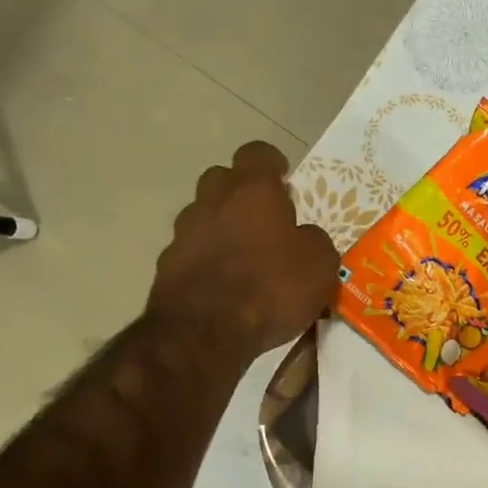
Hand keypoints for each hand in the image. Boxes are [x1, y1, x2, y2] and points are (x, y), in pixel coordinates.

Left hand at [147, 142, 338, 359]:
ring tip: (246, 259)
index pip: (258, 154)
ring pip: (204, 218)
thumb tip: (303, 237)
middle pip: (222, 180)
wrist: (204, 332)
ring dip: (223, 229)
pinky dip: (209, 263)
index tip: (284, 178)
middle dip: (241, 193)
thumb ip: (313, 240)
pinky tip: (226, 288)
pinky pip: (193, 254)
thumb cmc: (271, 286)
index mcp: (252, 191)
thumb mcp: (319, 264)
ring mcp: (183, 234)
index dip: (272, 164)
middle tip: (265, 219)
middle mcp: (212, 202)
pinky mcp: (168, 268)